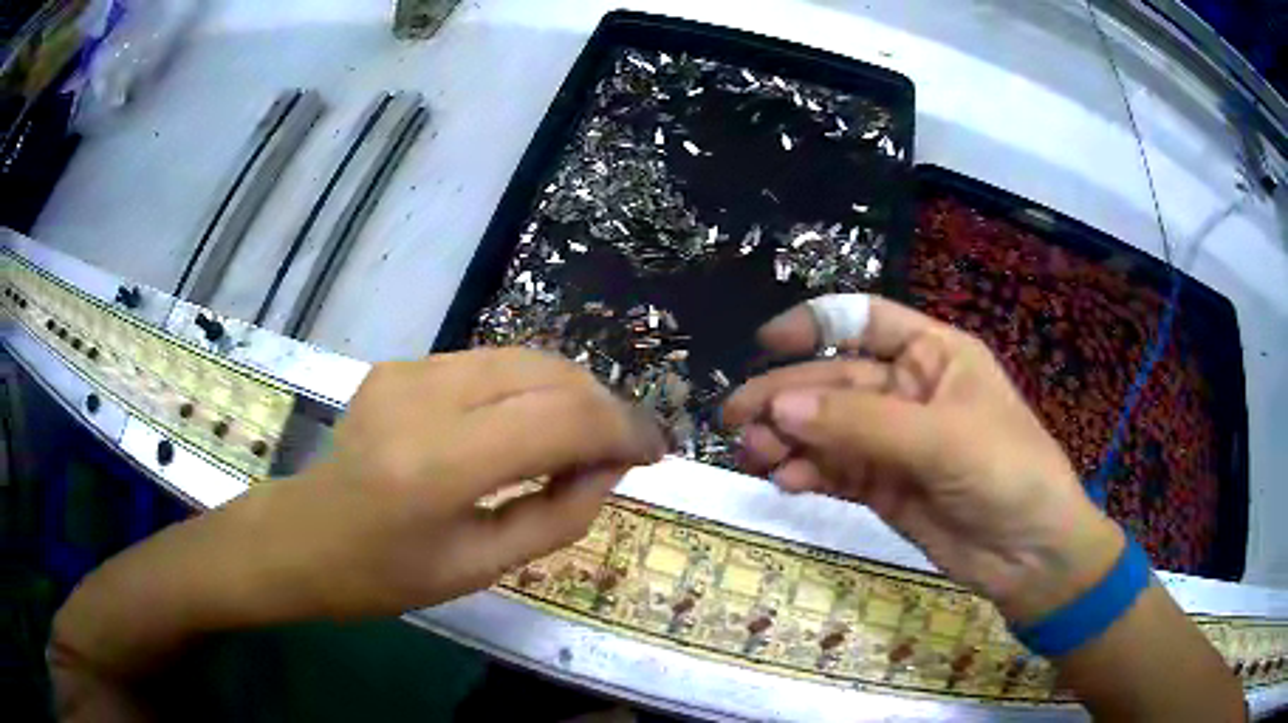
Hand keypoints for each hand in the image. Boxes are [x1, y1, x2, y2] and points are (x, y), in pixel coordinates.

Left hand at [53, 348, 665, 684]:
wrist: (299, 538)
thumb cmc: (383, 577)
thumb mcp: (480, 568)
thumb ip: (560, 515)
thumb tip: (610, 467)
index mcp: (438, 467)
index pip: (560, 420)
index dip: (622, 429)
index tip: (657, 451)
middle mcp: (423, 398)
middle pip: (549, 374)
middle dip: (605, 406)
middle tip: (631, 445)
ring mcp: (408, 370)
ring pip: (524, 357)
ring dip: (571, 392)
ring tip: (591, 436)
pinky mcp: (401, 364)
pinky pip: (490, 364)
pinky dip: (530, 388)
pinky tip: (533, 424)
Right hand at [723, 296, 1123, 622]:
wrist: (1030, 555)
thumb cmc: (1006, 473)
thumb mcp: (941, 439)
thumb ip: (862, 424)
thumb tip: (780, 407)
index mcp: (933, 355)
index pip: (866, 321)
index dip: (816, 323)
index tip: (766, 343)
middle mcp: (909, 391)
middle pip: (835, 381)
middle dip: (787, 397)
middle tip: (736, 418)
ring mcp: (894, 442)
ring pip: (828, 429)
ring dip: (788, 439)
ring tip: (753, 455)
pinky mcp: (884, 486)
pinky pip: (835, 471)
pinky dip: (807, 473)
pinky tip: (784, 481)